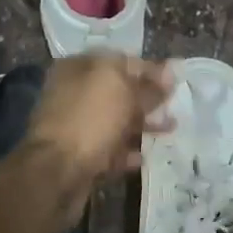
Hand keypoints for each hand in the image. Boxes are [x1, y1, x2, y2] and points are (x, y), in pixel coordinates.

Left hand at [24, 54, 174, 214]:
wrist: (58, 172)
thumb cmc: (88, 119)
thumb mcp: (119, 86)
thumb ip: (144, 78)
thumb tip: (168, 72)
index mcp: (77, 68)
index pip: (119, 61)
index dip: (148, 69)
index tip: (174, 81)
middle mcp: (73, 94)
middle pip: (117, 92)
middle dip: (147, 98)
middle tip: (174, 106)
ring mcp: (75, 127)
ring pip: (115, 122)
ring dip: (142, 125)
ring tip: (170, 129)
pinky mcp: (79, 157)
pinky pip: (108, 151)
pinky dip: (126, 152)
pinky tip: (143, 156)